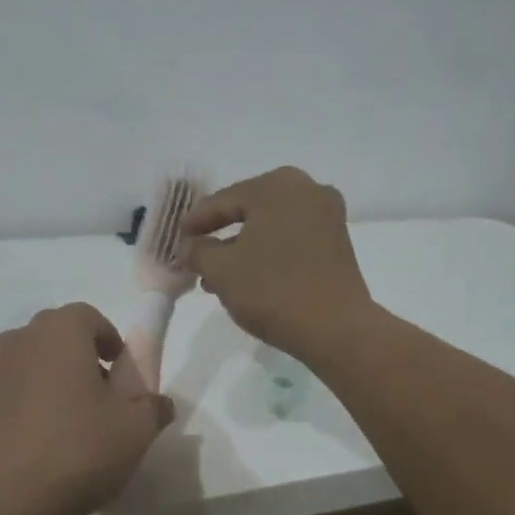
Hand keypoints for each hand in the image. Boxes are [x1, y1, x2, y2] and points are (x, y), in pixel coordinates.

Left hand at [0, 303, 173, 514]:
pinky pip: (14, 392)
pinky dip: (31, 407)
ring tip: (73, 428)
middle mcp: (22, 337)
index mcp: (61, 330)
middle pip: (61, 339)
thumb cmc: (73, 449)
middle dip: (85, 362)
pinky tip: (42, 446)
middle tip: (104, 402)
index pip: (91, 318)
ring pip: (35, 365)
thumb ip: (153, 408)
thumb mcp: (134, 431)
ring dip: (56, 384)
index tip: (123, 376)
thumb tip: (159, 402)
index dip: (112, 343)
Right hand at [182, 167, 376, 363]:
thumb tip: (188, 246)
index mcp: (277, 186)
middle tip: (195, 254)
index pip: (223, 200)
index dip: (195, 221)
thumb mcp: (221, 270)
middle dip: (220, 235)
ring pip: (270, 228)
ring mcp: (327, 216)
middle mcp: (306, 190)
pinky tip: (247, 279)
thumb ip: (197, 251)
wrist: (335, 328)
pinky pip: (291, 240)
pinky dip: (267, 254)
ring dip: (242, 249)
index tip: (176, 238)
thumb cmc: (272, 290)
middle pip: (249, 211)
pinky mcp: (337, 243)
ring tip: (215, 278)